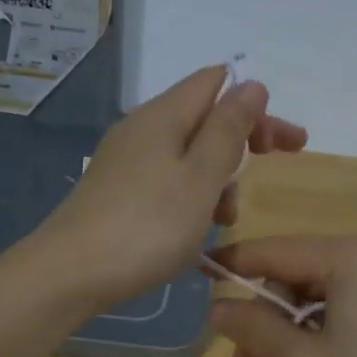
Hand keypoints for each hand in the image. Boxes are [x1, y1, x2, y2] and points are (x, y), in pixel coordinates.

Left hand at [38, 66, 306, 312]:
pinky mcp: (118, 190)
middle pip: (204, 118)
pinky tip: (195, 229)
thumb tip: (252, 84)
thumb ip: (228, 130)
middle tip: (277, 165)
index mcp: (163, 116)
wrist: (69, 274)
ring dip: (218, 177)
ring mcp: (126, 160)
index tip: (287, 142)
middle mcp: (142, 128)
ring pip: (188, 154)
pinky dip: (192, 196)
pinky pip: (168, 179)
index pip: (217, 83)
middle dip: (244, 141)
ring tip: (226, 218)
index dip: (256, 105)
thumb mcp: (201, 178)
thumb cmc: (147, 226)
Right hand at [207, 235, 356, 356]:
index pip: (275, 251)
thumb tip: (215, 307)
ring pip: (326, 288)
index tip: (195, 278)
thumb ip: (256, 330)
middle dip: (268, 313)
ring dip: (296, 325)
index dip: (232, 267)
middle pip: (301, 271)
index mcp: (353, 252)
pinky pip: (353, 298)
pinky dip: (328, 325)